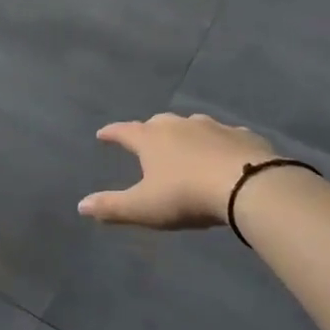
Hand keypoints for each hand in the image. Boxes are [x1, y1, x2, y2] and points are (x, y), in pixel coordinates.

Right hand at [79, 113, 278, 229]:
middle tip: (146, 141)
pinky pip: (225, 136)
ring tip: (185, 146)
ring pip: (193, 124)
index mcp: (151, 139)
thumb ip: (111, 206)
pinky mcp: (243, 136)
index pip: (124, 131)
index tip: (102, 134)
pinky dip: (219, 143)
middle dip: (149, 130)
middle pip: (158, 122)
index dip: (111, 134)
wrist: (249, 186)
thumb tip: (80, 205)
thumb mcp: (143, 207)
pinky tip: (224, 153)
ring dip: (185, 133)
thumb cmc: (186, 195)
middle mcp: (179, 125)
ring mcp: (213, 127)